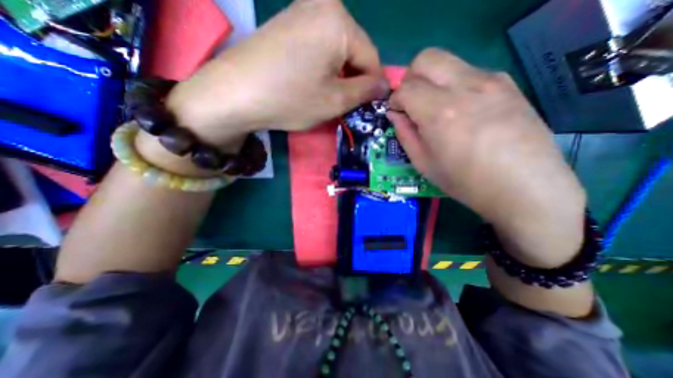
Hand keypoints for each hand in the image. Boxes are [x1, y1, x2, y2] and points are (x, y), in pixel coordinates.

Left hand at [165, 0, 388, 148]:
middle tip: (345, 104)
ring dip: (339, 76)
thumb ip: (365, 91)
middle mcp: (323, 6)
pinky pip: (319, 48)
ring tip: (327, 96)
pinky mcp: (288, 23)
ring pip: (337, 51)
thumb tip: (384, 86)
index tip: (369, 106)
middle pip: (354, 52)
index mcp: (340, 22)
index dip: (373, 86)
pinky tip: (312, 83)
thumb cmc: (290, 98)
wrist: (235, 94)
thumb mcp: (335, 101)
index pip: (372, 58)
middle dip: (354, 80)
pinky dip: (323, 68)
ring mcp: (302, 11)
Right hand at [387, 49, 586, 267]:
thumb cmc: (465, 182)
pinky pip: (470, 72)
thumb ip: (405, 134)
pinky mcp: (508, 84)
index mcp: (439, 113)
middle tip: (412, 102)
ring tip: (436, 106)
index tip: (397, 113)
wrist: (524, 188)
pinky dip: (455, 84)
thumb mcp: (424, 164)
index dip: (395, 100)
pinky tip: (462, 109)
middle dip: (410, 78)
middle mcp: (464, 88)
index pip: (405, 88)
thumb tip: (395, 114)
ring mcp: (490, 81)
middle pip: (426, 59)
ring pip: (448, 61)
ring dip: (433, 80)